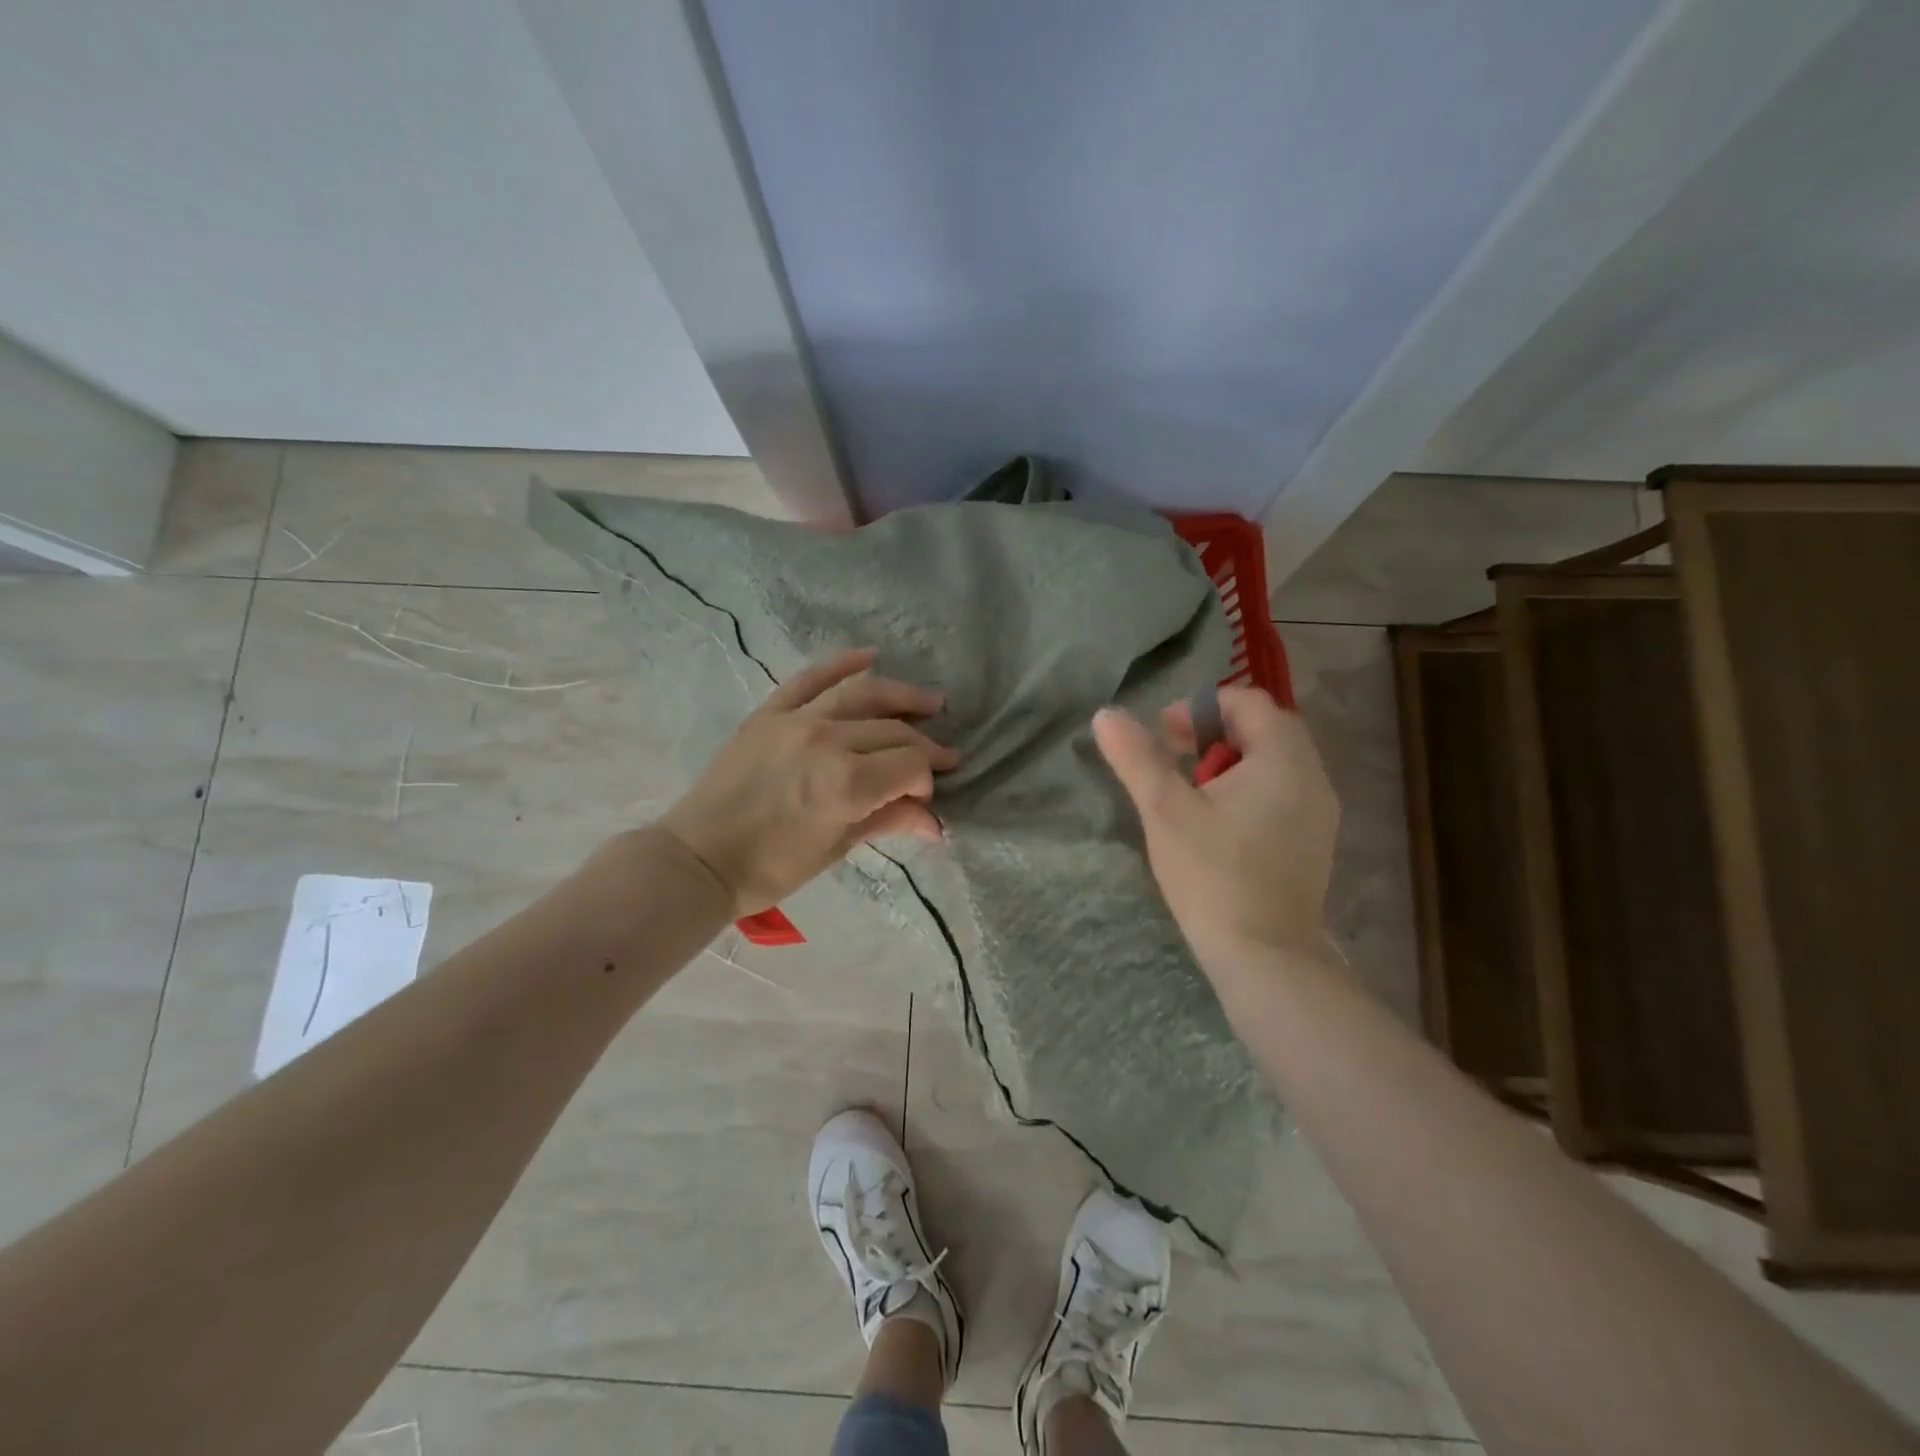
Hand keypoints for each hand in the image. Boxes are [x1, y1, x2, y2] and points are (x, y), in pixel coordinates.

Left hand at [660, 649, 958, 914]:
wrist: (699, 858)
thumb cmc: (771, 868)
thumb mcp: (836, 848)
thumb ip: (887, 821)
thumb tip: (936, 822)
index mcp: (848, 783)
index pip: (910, 765)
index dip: (927, 779)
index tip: (926, 795)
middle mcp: (828, 741)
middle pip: (892, 731)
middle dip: (923, 747)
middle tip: (943, 756)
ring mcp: (796, 720)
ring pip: (863, 694)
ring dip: (902, 696)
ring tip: (929, 703)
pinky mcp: (769, 712)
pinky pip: (811, 678)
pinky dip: (842, 664)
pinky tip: (870, 656)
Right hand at [1093, 688, 1338, 971]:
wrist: (1264, 956)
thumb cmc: (1212, 875)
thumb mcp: (1164, 810)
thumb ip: (1136, 757)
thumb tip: (1105, 715)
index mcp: (1283, 758)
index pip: (1246, 702)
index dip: (1199, 708)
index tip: (1163, 737)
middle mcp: (1313, 776)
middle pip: (1263, 729)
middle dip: (1213, 735)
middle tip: (1173, 763)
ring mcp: (1320, 811)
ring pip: (1273, 762)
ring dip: (1230, 763)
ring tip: (1190, 795)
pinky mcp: (1315, 841)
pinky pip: (1282, 792)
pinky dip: (1249, 790)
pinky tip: (1218, 825)